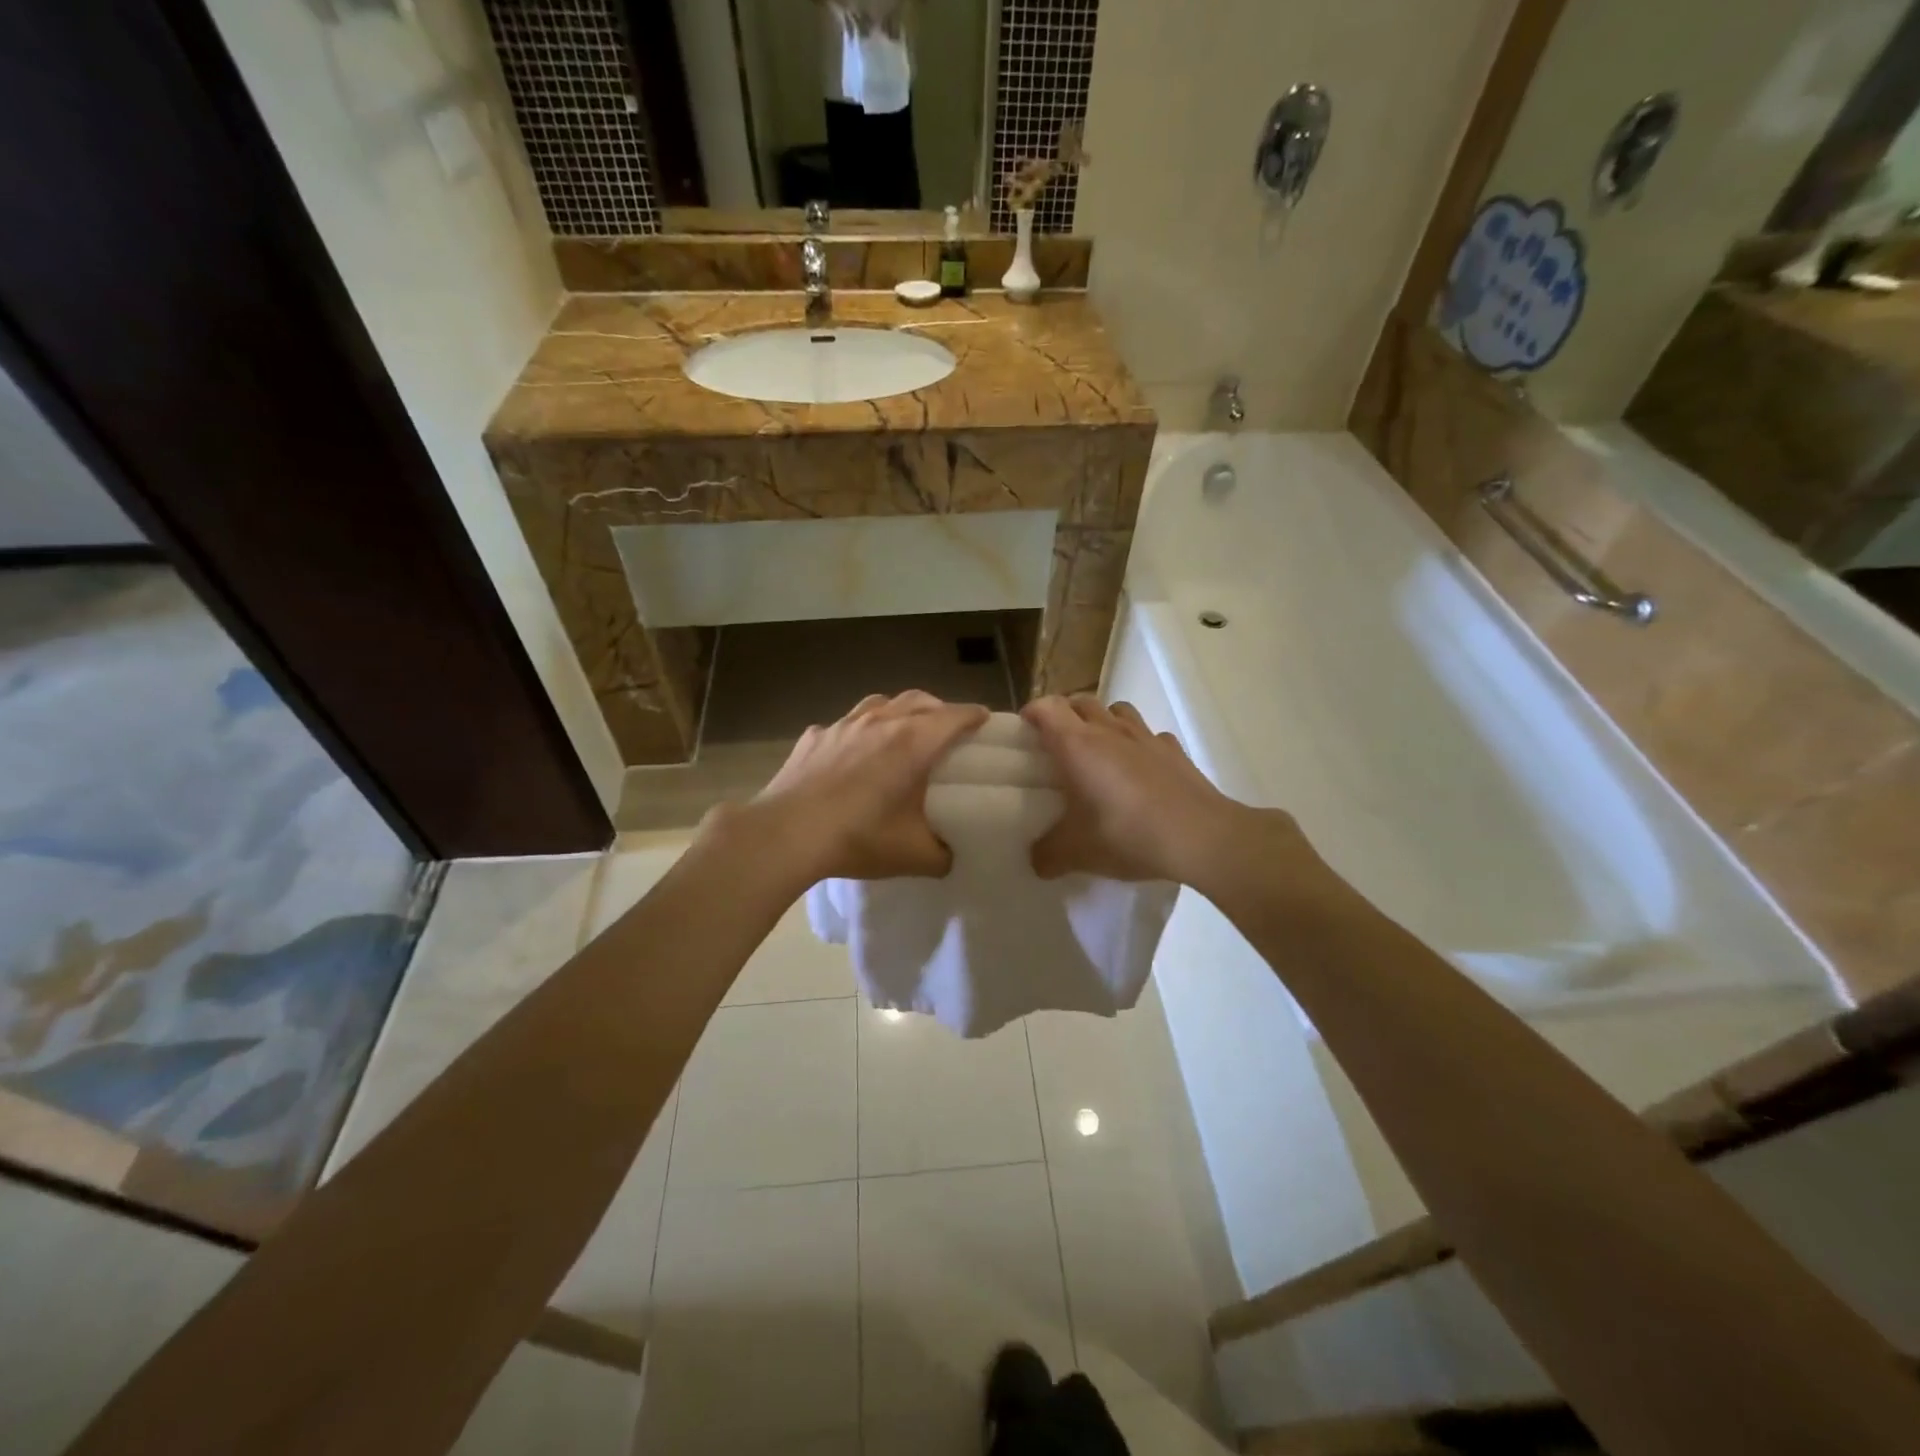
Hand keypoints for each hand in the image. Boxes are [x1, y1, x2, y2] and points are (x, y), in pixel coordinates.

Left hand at [737, 691, 988, 884]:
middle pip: (919, 700)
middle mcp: (881, 722)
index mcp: (913, 742)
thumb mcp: (913, 856)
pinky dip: (858, 731)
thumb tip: (949, 855)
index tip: (984, 720)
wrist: (787, 834)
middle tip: (947, 727)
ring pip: (880, 702)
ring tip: (902, 730)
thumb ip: (942, 855)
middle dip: (939, 708)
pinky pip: (844, 724)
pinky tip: (851, 752)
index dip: (973, 716)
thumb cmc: (858, 838)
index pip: (954, 716)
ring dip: (899, 710)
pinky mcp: (814, 736)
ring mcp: (843, 725)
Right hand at [1023, 695, 1255, 883]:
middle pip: (1080, 701)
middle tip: (1057, 743)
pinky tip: (1140, 770)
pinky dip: (1139, 745)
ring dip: (1102, 721)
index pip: (1047, 708)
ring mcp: (1146, 737)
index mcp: (1077, 745)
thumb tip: (1037, 860)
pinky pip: (1150, 736)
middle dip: (1064, 714)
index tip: (1025, 731)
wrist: (1201, 838)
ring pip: (1117, 710)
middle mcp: (1109, 731)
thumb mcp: (1077, 853)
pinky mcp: (1175, 751)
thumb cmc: (1127, 834)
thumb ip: (1048, 854)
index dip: (1032, 713)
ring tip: (1098, 750)